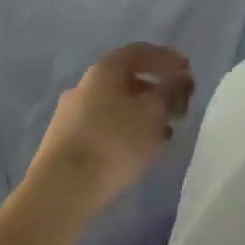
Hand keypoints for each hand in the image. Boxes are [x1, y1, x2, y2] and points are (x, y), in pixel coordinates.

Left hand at [34, 43, 193, 212]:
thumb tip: (183, 78)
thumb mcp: (154, 113)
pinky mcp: (62, 146)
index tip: (187, 71)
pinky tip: (136, 154)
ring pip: (115, 107)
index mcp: (105, 69)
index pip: (141, 51)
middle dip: (156, 92)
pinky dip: (123, 134)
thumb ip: (172, 91)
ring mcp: (69, 116)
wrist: (57, 194)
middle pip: (127, 80)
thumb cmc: (113, 142)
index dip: (167, 58)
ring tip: (162, 137)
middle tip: (177, 109)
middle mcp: (84, 85)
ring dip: (141, 117)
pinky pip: (101, 129)